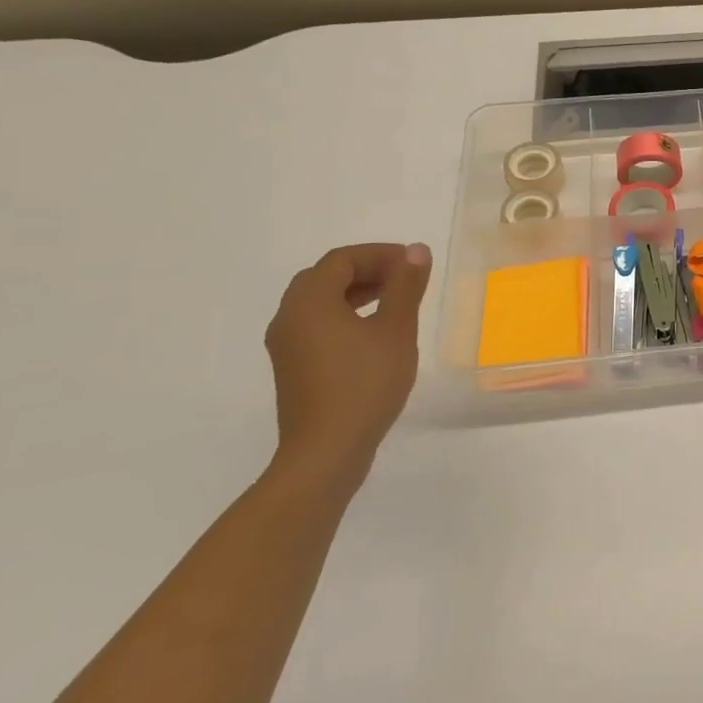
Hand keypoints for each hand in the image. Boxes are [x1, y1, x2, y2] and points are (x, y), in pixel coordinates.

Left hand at [263, 242, 432, 490]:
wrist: (326, 452)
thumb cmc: (365, 385)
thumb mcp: (395, 331)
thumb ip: (405, 287)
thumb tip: (416, 250)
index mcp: (309, 302)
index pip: (342, 260)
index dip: (380, 254)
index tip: (414, 265)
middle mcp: (289, 317)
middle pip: (325, 277)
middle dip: (367, 270)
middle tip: (404, 280)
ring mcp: (286, 345)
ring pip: (319, 302)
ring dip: (355, 293)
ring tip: (394, 303)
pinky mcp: (292, 367)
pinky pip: (316, 325)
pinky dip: (344, 315)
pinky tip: (373, 335)